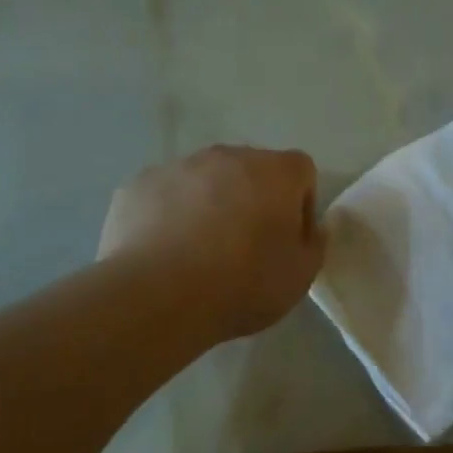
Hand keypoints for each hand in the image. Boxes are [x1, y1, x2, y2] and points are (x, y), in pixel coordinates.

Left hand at [99, 145, 324, 341]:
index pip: (301, 172)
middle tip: (245, 248)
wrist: (160, 296)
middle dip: (253, 200)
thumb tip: (311, 228)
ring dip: (209, 205)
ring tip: (199, 253)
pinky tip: (165, 253)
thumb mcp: (301, 276)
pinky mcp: (138, 185)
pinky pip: (164, 196)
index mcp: (275, 172)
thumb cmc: (244, 284)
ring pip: (204, 180)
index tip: (288, 240)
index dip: (300, 205)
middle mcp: (228, 156)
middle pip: (250, 170)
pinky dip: (169, 216)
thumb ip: (314, 244)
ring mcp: (178, 167)